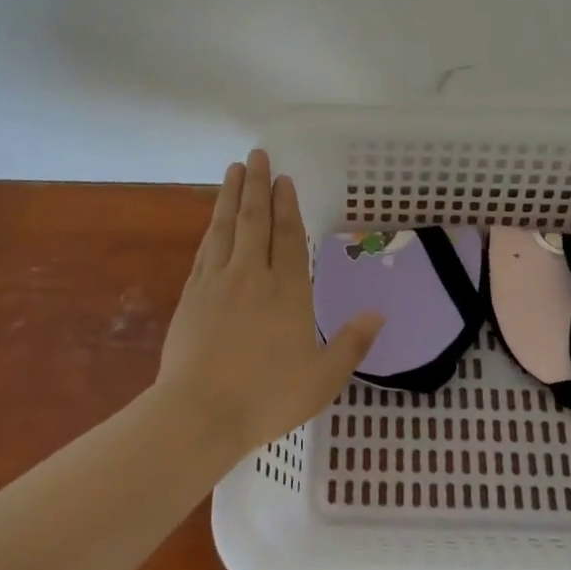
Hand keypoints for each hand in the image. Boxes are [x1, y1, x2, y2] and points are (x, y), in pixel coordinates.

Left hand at [155, 150, 383, 453]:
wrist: (199, 414)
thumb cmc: (266, 398)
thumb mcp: (322, 379)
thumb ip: (352, 344)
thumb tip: (379, 315)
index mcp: (287, 291)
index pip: (288, 237)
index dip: (287, 206)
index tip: (283, 179)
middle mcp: (252, 276)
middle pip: (255, 220)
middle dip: (257, 185)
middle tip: (257, 155)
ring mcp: (217, 282)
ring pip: (226, 227)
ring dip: (231, 196)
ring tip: (234, 169)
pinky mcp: (192, 295)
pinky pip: (206, 250)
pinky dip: (213, 228)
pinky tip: (215, 220)